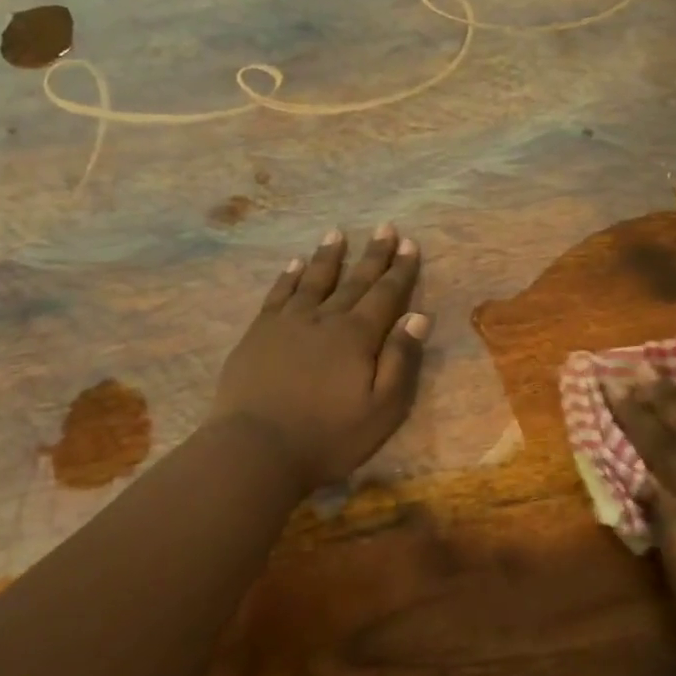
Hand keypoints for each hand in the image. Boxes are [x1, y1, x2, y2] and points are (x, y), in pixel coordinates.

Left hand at [210, 225, 430, 492]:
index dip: (400, 269)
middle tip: (385, 227)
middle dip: (373, 254)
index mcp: (357, 336)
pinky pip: (278, 294)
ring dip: (329, 256)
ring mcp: (288, 323)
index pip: (386, 294)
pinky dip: (289, 277)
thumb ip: (400, 360)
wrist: (256, 449)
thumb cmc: (328, 437)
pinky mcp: (259, 333)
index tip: (409, 243)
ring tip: (337, 233)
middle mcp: (325, 319)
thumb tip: (418, 316)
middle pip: (354, 281)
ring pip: (314, 280)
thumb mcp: (382, 409)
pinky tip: (295, 264)